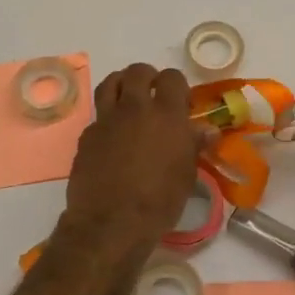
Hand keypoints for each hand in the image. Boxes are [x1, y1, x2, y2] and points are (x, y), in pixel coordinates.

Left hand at [62, 63, 199, 248]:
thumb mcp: (186, 174)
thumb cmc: (159, 201)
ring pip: (110, 82)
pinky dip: (107, 118)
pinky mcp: (87, 135)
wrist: (111, 223)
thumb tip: (207, 130)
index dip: (176, 85)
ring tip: (128, 99)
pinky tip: (112, 135)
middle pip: (138, 72)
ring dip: (121, 84)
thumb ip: (194, 145)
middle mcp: (135, 108)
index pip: (172, 77)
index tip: (180, 102)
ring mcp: (107, 119)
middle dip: (147, 77)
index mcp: (166, 114)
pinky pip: (98, 115)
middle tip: (153, 94)